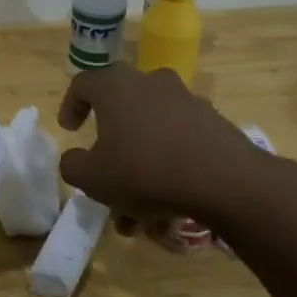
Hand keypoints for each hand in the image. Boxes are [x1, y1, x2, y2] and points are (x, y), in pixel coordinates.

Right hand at [57, 64, 286, 234]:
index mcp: (115, 86)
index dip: (71, 106)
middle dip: (110, 149)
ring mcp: (186, 101)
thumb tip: (75, 160)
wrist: (225, 181)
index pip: (83, 84)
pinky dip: (169, 170)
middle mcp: (150, 83)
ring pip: (151, 135)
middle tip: (105, 177)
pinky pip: (179, 145)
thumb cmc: (144, 170)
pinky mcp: (214, 124)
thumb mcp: (92, 177)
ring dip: (140, 169)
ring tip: (139, 213)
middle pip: (121, 112)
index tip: (70, 130)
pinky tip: (169, 209)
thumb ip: (73, 165)